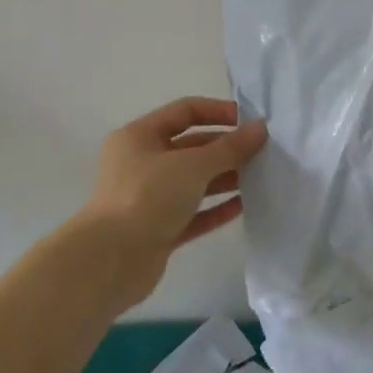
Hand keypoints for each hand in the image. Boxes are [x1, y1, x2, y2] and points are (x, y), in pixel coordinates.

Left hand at [65, 97, 268, 302]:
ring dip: (226, 178)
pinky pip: (194, 213)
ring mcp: (149, 198)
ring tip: (260, 177)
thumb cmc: (147, 197)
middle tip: (263, 152)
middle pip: (192, 147)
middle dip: (227, 148)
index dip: (219, 112)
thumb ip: (230, 147)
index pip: (185, 111)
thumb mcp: (193, 165)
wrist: (110, 262)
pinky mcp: (158, 229)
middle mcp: (142, 163)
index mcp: (140, 137)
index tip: (251, 122)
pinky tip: (244, 205)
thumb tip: (261, 128)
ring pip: (195, 181)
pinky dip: (217, 208)